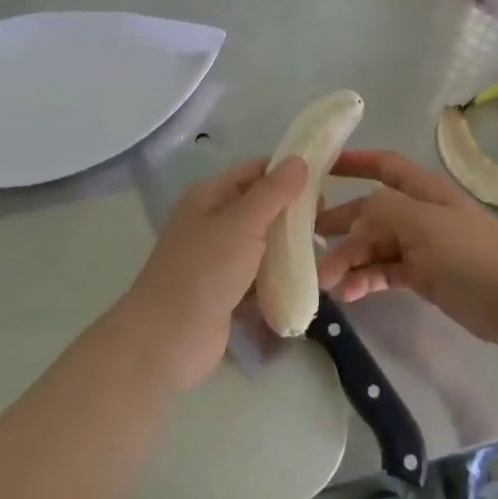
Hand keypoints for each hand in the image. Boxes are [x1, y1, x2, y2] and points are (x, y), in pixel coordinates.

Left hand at [116, 156, 307, 391]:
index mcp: (209, 196)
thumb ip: (273, 192)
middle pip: (262, 207)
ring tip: (325, 251)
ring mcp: (218, 257)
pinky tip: (307, 278)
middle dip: (294, 213)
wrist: (168, 339)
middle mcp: (212, 221)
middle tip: (329, 223)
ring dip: (290, 246)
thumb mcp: (242, 223)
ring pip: (263, 242)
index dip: (288, 174)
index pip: (255, 172)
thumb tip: (299, 159)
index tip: (326, 184)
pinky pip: (260, 273)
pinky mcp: (227, 289)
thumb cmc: (204, 271)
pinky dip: (280, 274)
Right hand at [314, 149, 497, 352]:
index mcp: (423, 191)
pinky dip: (365, 280)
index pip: (383, 165)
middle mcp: (419, 214)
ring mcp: (421, 247)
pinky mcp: (423, 277)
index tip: (318, 167)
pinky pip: (385, 272)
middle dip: (340, 225)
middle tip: (307, 243)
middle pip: (370, 212)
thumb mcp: (426, 224)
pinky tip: (350, 294)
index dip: (352, 161)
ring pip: (374, 246)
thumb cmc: (475, 254)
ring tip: (326, 282)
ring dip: (349, 260)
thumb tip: (355, 214)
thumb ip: (385, 210)